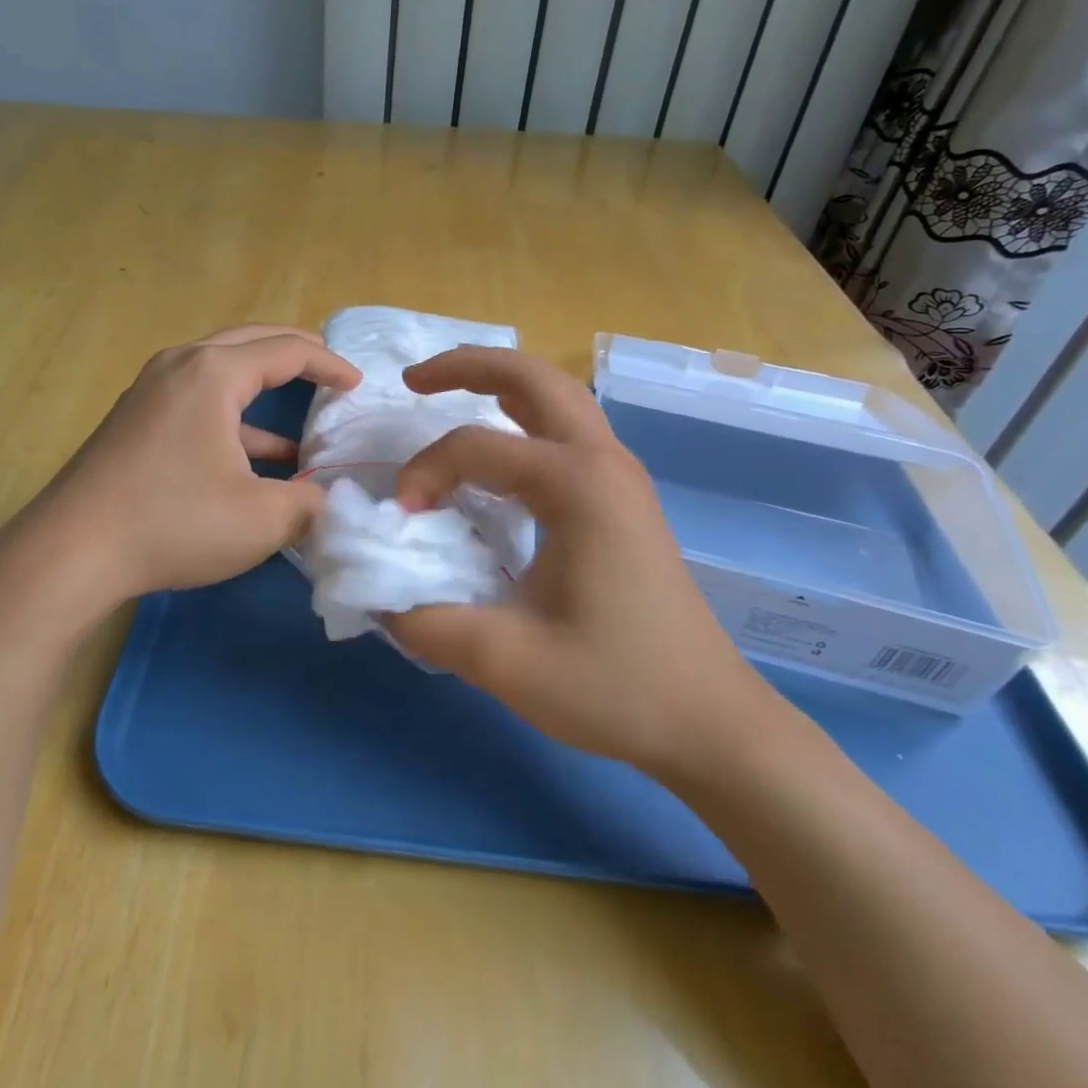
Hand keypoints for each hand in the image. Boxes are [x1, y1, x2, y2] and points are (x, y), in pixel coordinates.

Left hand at [0, 325, 360, 629]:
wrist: (69, 554)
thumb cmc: (173, 523)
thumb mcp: (261, 519)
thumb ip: (310, 504)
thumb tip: (328, 500)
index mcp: (213, 372)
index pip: (286, 350)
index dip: (329, 364)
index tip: (358, 385)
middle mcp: (180, 366)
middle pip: (251, 343)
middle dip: (296, 354)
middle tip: (332, 369)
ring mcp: (151, 391)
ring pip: (222, 371)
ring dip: (264, 387)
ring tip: (304, 414)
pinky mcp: (136, 420)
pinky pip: (198, 401)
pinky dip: (234, 418)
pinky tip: (257, 456)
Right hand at [388, 347, 788, 785]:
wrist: (709, 722)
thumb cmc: (616, 687)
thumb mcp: (507, 662)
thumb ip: (429, 621)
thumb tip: (378, 595)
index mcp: (577, 484)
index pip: (477, 447)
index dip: (425, 473)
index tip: (401, 520)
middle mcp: (604, 460)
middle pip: (533, 378)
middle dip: (468, 365)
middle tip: (412, 380)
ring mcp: (621, 475)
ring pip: (557, 396)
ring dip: (500, 383)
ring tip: (447, 393)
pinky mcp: (625, 497)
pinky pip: (568, 429)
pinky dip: (524, 416)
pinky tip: (499, 449)